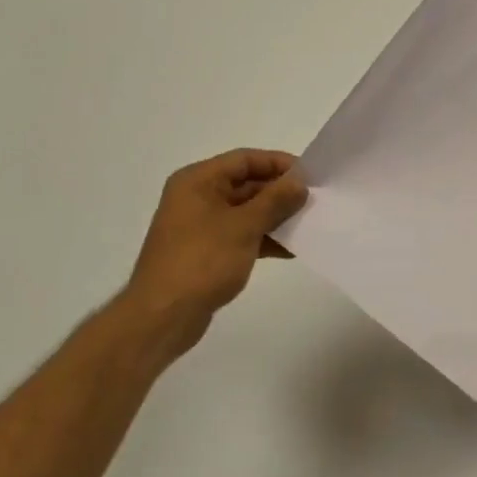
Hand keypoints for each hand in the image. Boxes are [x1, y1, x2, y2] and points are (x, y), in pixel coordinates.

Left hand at [113, 149, 307, 360]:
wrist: (162, 317)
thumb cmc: (202, 261)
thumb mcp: (244, 226)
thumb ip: (275, 200)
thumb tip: (299, 183)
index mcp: (198, 181)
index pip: (245, 159)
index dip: (279, 163)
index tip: (310, 175)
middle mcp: (197, 197)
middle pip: (246, 184)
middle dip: (280, 193)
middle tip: (314, 201)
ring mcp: (201, 226)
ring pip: (246, 211)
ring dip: (276, 217)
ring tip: (309, 225)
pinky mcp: (207, 251)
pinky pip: (241, 235)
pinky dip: (264, 239)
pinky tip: (291, 250)